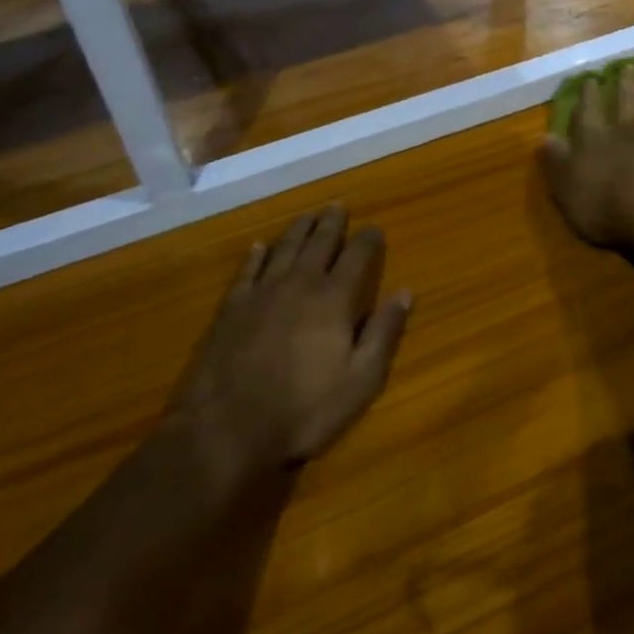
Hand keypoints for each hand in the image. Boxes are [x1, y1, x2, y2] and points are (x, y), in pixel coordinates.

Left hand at [162, 205, 412, 473]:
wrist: (227, 428)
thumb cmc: (303, 409)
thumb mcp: (359, 380)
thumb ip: (383, 332)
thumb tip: (405, 291)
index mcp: (333, 298)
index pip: (357, 256)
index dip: (368, 239)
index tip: (375, 228)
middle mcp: (300, 283)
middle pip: (319, 242)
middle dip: (332, 222)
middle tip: (338, 205)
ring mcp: (262, 292)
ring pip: (285, 248)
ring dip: (299, 228)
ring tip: (308, 214)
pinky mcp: (232, 307)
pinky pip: (247, 271)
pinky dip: (255, 256)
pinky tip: (258, 247)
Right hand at [541, 64, 633, 247]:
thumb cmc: (604, 207)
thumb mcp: (566, 188)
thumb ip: (555, 161)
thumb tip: (543, 136)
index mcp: (593, 141)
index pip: (588, 114)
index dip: (589, 97)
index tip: (591, 79)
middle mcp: (624, 131)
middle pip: (624, 103)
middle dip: (625, 85)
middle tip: (628, 66)